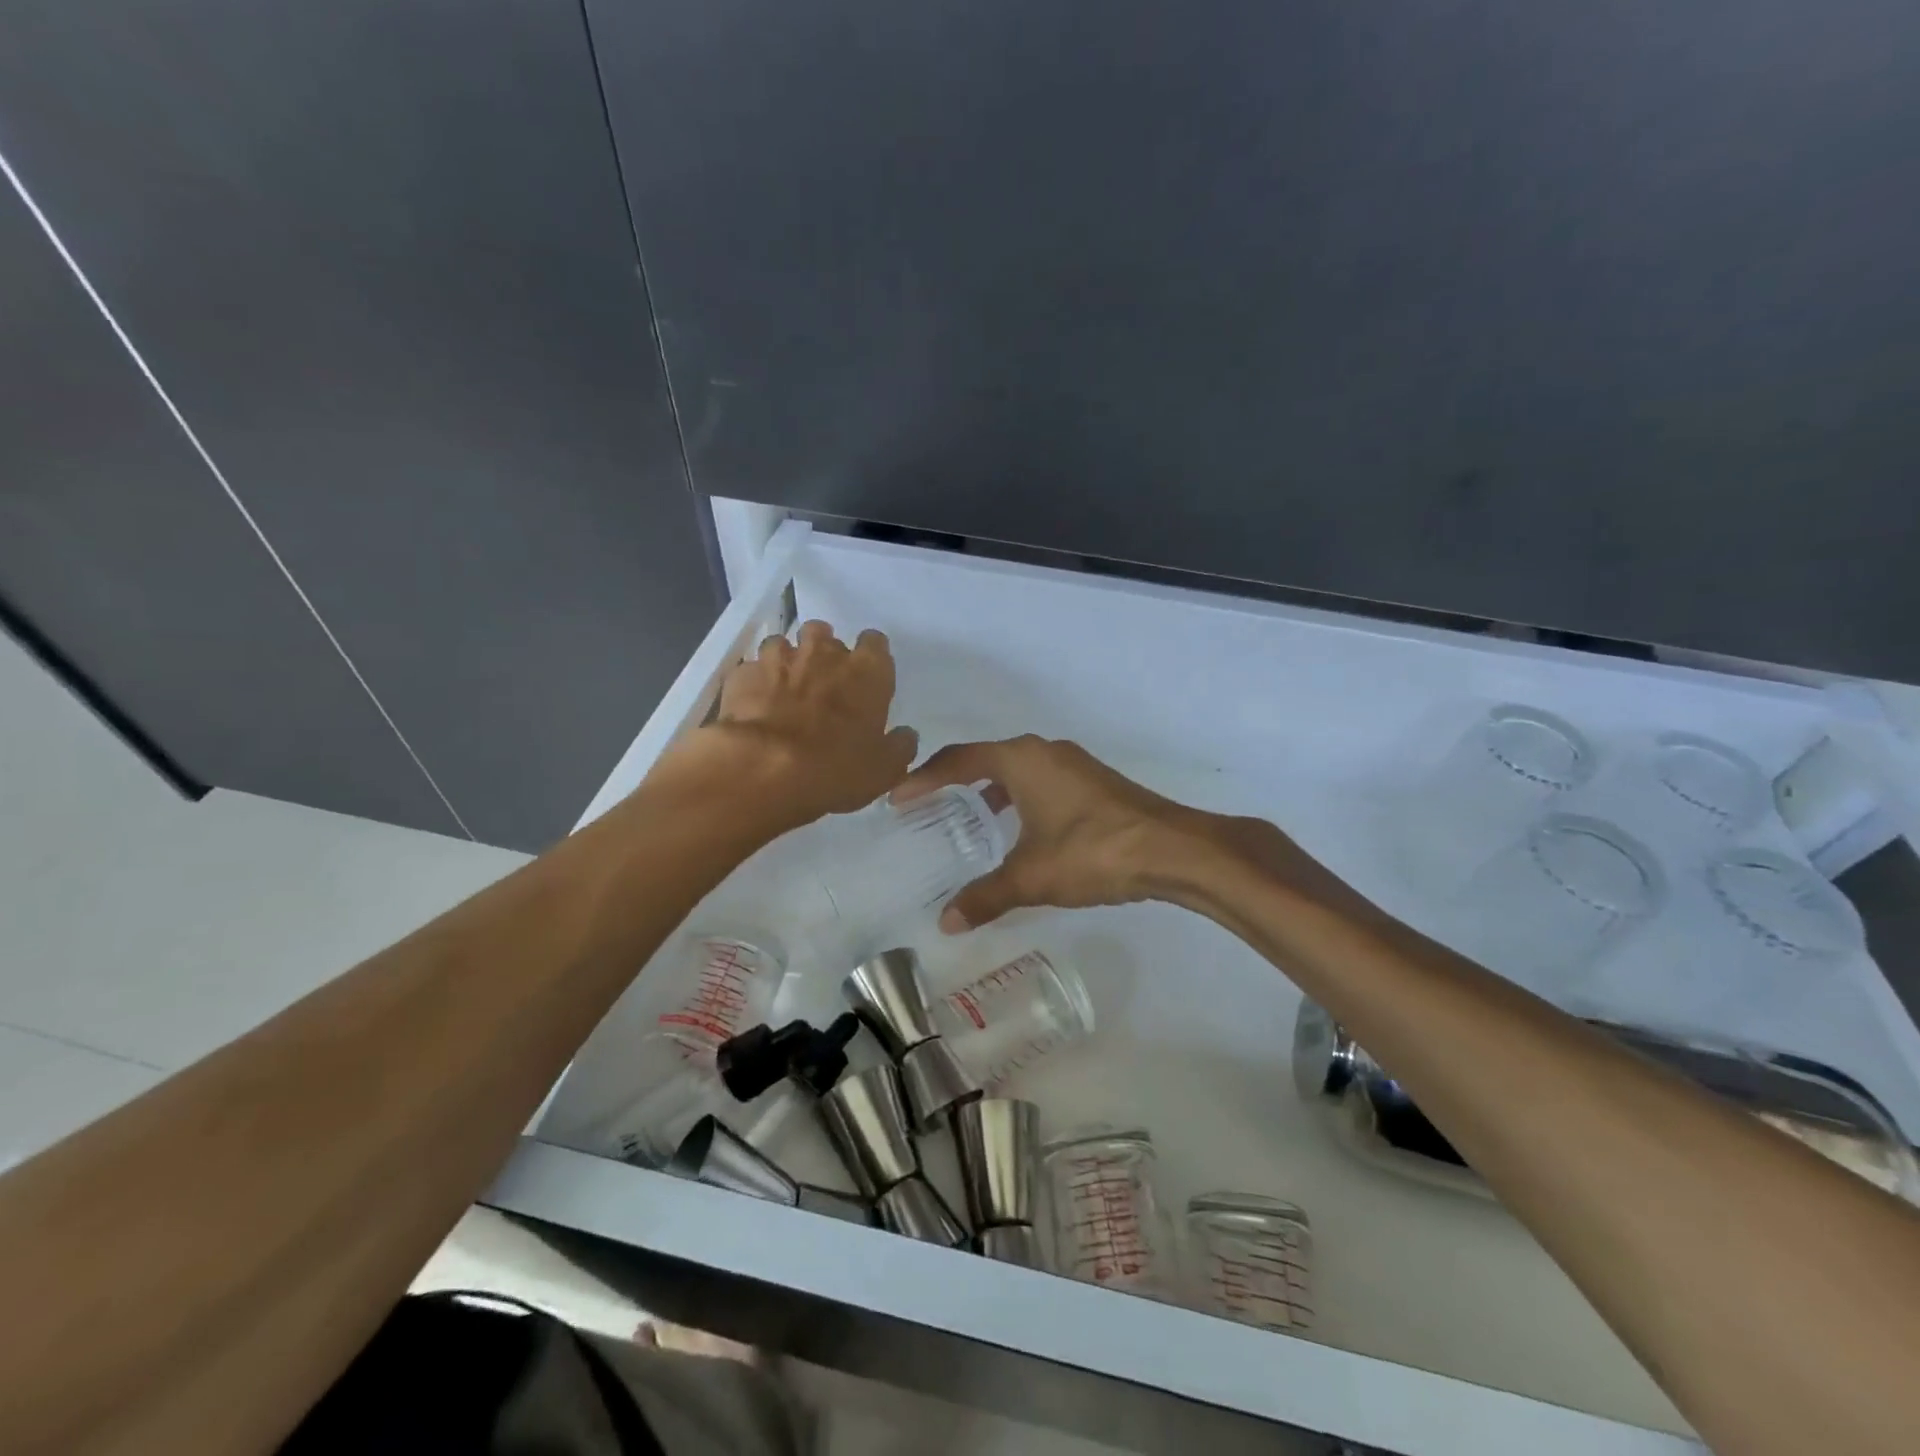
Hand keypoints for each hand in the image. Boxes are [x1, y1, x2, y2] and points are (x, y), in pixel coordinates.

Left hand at [700, 620, 918, 827]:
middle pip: (825, 634)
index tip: (866, 677)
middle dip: (824, 653)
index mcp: (867, 671)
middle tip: (823, 684)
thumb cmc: (836, 768)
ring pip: (784, 644)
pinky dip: (755, 682)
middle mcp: (824, 653)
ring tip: (784, 691)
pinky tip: (754, 706)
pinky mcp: (743, 674)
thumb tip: (905, 735)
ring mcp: (779, 659)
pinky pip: (752, 669)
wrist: (763, 770)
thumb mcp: (885, 769)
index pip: (875, 642)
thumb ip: (899, 746)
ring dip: (787, 661)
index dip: (871, 657)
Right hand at [891, 736, 1218, 930]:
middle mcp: (1045, 752)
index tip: (897, 799)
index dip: (924, 779)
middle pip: (986, 758)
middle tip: (928, 805)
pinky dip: (1019, 799)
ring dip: (990, 789)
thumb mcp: (1031, 877)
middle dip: (955, 780)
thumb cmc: (1092, 851)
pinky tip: (1021, 831)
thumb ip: (986, 896)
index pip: (958, 760)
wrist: (1172, 849)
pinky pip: (1041, 782)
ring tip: (969, 819)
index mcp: (1021, 760)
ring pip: (1018, 770)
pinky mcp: (1094, 783)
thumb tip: (946, 922)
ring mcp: (1074, 765)